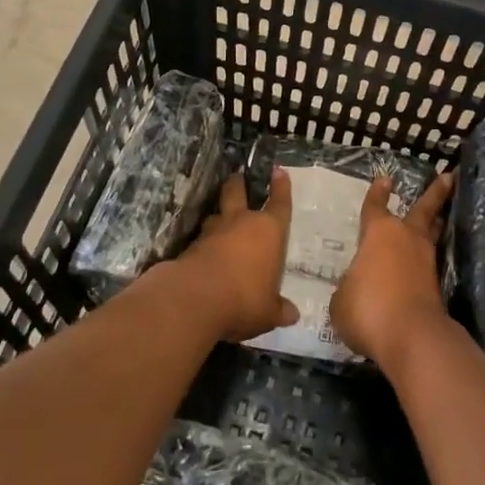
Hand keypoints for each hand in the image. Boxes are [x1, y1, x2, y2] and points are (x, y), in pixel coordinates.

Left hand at [154, 171, 297, 342]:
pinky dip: (205, 245)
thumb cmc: (244, 299)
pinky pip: (202, 240)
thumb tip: (293, 315)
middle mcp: (240, 223)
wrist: (195, 299)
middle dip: (238, 184)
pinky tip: (206, 256)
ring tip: (220, 222)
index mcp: (268, 231)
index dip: (281, 187)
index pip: (279, 203)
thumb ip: (279, 309)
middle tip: (238, 178)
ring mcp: (213, 232)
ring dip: (219, 218)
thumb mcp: (268, 312)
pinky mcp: (190, 247)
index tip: (278, 170)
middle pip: (237, 192)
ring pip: (216, 215)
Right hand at [330, 172, 454, 368]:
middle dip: (435, 193)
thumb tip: (358, 287)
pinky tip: (420, 266)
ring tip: (440, 215)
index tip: (385, 179)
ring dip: (436, 223)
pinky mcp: (436, 287)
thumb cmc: (368, 309)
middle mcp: (405, 239)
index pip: (375, 207)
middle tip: (448, 177)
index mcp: (378, 234)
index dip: (377, 194)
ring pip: (431, 234)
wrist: (411, 337)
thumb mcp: (342, 299)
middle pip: (423, 210)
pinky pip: (428, 265)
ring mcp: (425, 262)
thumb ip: (349, 286)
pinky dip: (425, 261)